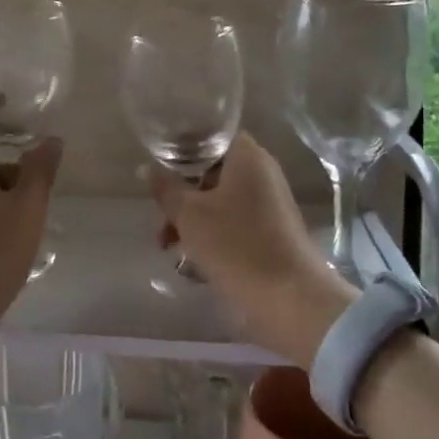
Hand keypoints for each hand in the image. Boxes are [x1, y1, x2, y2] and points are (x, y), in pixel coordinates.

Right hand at [145, 133, 353, 367]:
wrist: (290, 299)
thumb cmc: (235, 245)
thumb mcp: (188, 215)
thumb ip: (166, 188)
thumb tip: (148, 168)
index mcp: (248, 157)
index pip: (211, 138)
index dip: (183, 150)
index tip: (160, 171)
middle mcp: (263, 175)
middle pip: (212, 174)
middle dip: (182, 197)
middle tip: (161, 222)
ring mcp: (270, 206)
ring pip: (220, 203)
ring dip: (192, 222)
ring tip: (169, 250)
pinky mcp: (272, 235)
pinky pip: (234, 226)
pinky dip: (212, 238)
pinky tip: (192, 265)